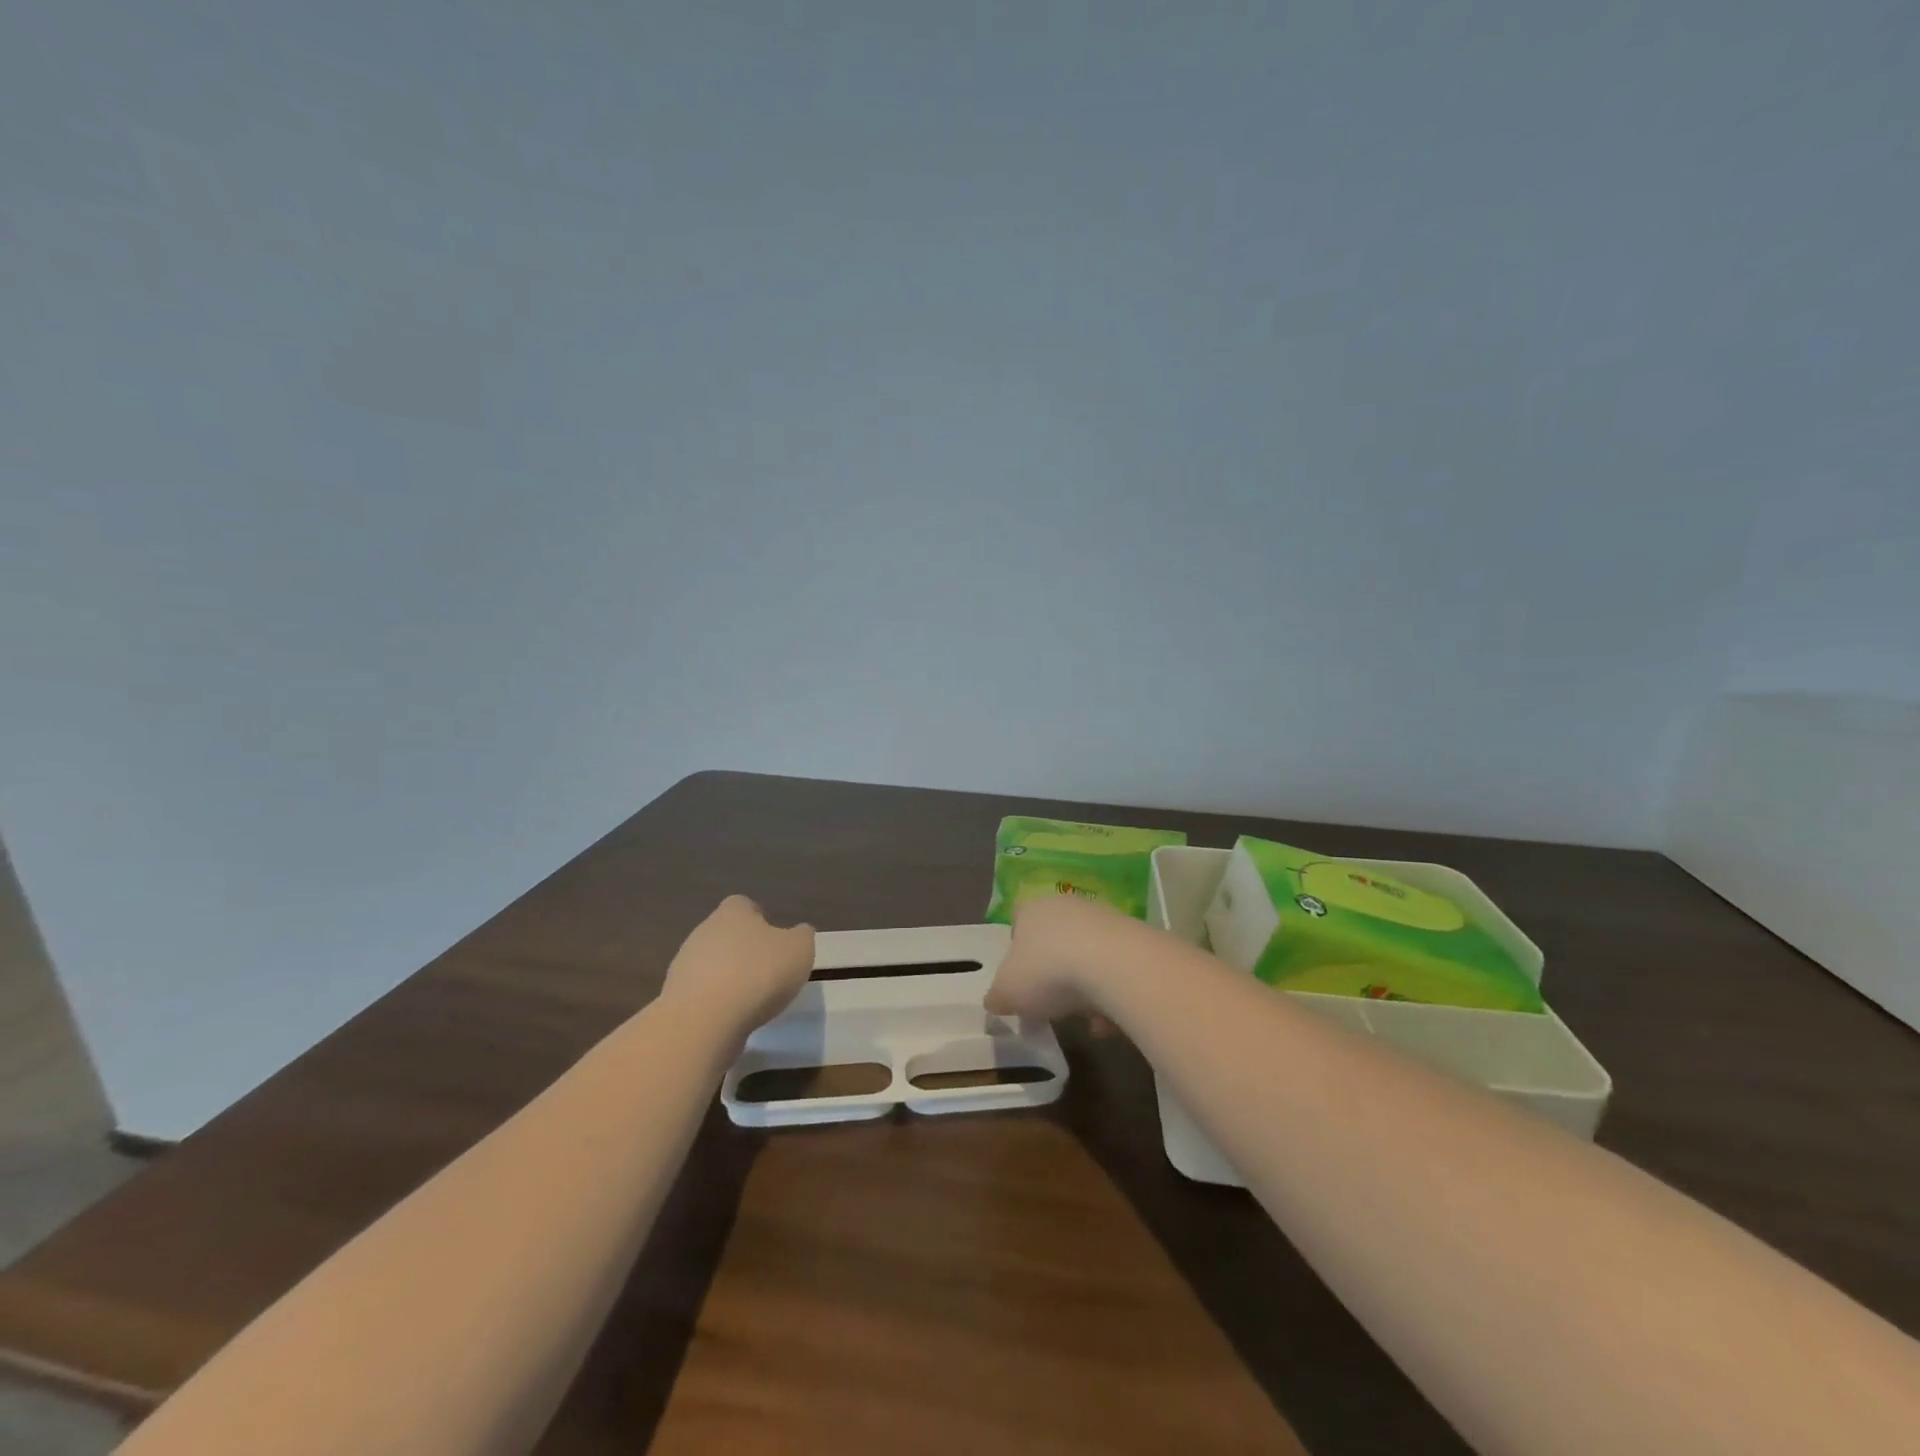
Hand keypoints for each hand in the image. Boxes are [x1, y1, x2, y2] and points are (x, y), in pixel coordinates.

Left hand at [663, 895, 814, 1038]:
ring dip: (728, 978)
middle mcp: (703, 932)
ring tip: (752, 1000)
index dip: (760, 919)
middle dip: (744, 950)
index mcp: (733, 913)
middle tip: (767, 971)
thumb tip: (798, 933)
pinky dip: (716, 1003)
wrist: (703, 1021)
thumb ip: (802, 936)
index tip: (774, 940)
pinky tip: (732, 1018)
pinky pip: (702, 994)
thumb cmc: (757, 974)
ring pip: (711, 964)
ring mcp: (684, 965)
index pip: (744, 905)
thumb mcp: (799, 950)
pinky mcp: (675, 998)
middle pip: (726, 934)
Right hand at [984, 894, 1135, 1028]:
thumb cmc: (1048, 972)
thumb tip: (995, 1001)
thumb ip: (997, 997)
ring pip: (1087, 957)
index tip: (1021, 981)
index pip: (1018, 921)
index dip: (1017, 951)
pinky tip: (1111, 1019)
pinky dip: (1111, 994)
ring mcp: (1103, 918)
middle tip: (1052, 1005)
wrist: (1116, 965)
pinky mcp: (1134, 936)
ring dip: (1086, 989)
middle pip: (1054, 940)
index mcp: (1031, 909)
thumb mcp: (1007, 992)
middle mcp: (1066, 905)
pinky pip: (1115, 970)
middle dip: (1053, 974)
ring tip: (1086, 1020)